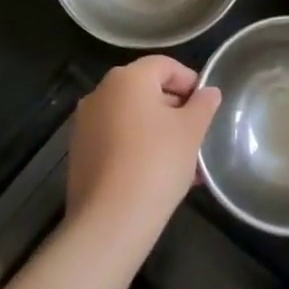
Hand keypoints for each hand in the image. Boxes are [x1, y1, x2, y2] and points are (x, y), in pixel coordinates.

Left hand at [66, 55, 220, 244]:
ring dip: (158, 131)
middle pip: (146, 90)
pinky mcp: (80, 154)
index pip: (165, 65)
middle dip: (174, 109)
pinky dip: (138, 148)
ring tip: (183, 160)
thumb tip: (209, 92)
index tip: (206, 107)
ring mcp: (85, 125)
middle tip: (197, 134)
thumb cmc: (157, 163)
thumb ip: (203, 105)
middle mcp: (101, 94)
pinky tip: (158, 175)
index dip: (190, 81)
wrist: (110, 222)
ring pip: (132, 118)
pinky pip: (117, 140)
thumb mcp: (192, 130)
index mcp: (127, 79)